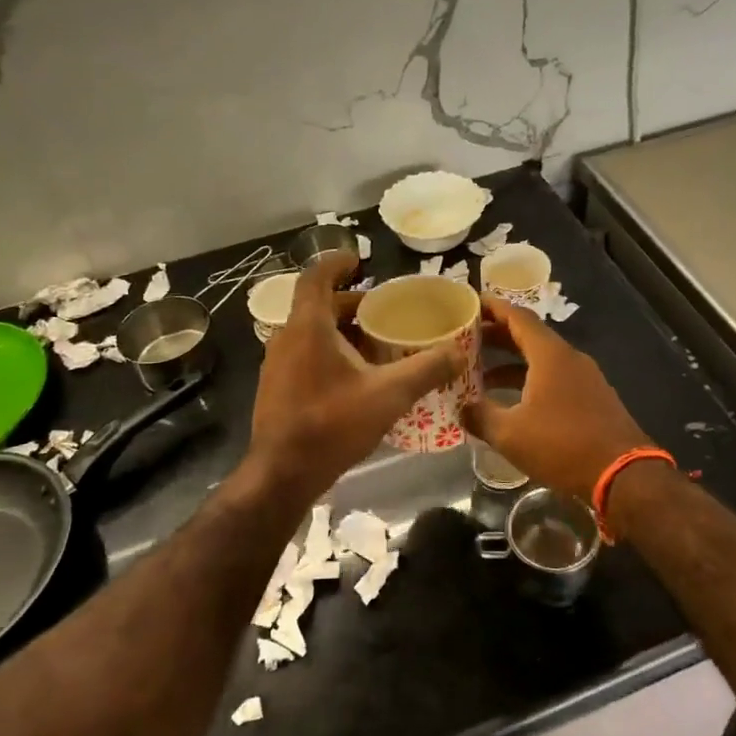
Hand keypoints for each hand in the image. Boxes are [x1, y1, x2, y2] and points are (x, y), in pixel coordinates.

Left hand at [246, 255, 458, 504]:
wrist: (282, 475)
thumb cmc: (332, 424)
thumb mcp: (389, 395)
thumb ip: (427, 369)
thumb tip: (459, 352)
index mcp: (308, 327)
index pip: (316, 277)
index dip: (336, 263)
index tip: (359, 261)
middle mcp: (286, 338)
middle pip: (317, 306)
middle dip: (351, 304)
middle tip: (384, 312)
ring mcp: (276, 365)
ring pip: (311, 333)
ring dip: (342, 331)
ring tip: (377, 345)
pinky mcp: (276, 388)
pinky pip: (305, 356)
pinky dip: (330, 353)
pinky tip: (356, 379)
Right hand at [463, 298, 652, 502]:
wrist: (623, 475)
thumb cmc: (562, 445)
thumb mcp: (510, 434)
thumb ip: (481, 416)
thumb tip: (462, 408)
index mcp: (550, 355)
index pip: (518, 317)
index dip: (493, 308)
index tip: (470, 304)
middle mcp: (569, 358)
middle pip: (529, 336)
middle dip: (497, 336)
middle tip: (467, 341)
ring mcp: (585, 377)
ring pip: (542, 359)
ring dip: (512, 363)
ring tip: (481, 376)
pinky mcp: (593, 398)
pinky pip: (555, 378)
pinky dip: (530, 380)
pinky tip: (513, 401)